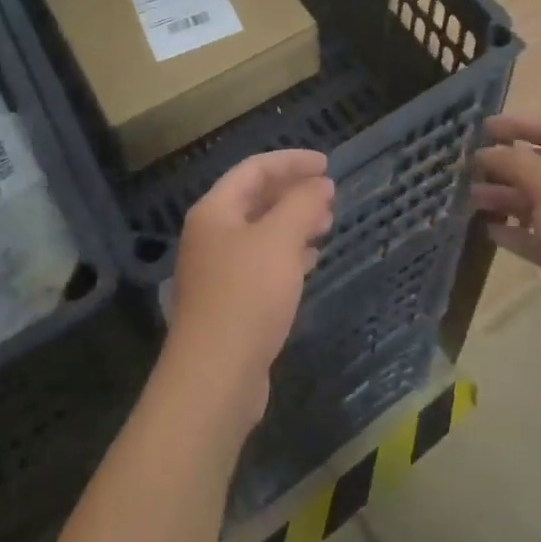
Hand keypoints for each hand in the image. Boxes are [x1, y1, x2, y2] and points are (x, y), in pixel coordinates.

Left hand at [165, 149, 334, 430]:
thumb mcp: (280, 240)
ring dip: (293, 223)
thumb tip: (320, 184)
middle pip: (255, 200)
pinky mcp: (229, 303)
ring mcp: (217, 271)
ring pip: (260, 233)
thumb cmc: (246, 295)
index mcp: (214, 211)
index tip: (326, 165)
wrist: (215, 379)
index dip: (291, 161)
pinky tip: (309, 261)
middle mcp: (211, 235)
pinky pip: (261, 263)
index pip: (254, 169)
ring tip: (326, 225)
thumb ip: (302, 204)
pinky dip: (287, 254)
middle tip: (329, 196)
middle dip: (293, 193)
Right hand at [469, 115, 540, 385]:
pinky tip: (489, 231)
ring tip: (471, 199)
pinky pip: (539, 236)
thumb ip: (518, 163)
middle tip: (469, 167)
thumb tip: (489, 151)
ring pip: (538, 202)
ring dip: (505, 197)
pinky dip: (515, 231)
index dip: (518, 124)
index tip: (482, 128)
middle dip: (507, 164)